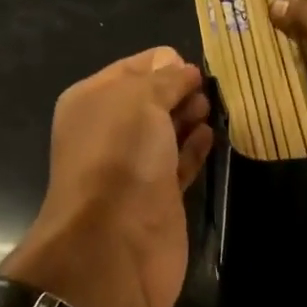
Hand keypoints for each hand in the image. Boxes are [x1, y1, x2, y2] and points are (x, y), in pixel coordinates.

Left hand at [3, 47, 214, 306]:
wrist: (114, 244)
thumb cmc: (120, 158)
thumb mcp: (140, 100)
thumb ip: (165, 79)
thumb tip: (183, 69)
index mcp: (92, 101)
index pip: (132, 68)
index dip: (164, 62)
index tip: (198, 65)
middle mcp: (109, 132)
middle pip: (151, 100)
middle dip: (180, 89)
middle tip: (210, 88)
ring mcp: (134, 167)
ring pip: (167, 132)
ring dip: (190, 117)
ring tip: (214, 107)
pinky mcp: (158, 198)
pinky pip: (180, 163)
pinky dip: (195, 148)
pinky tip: (211, 135)